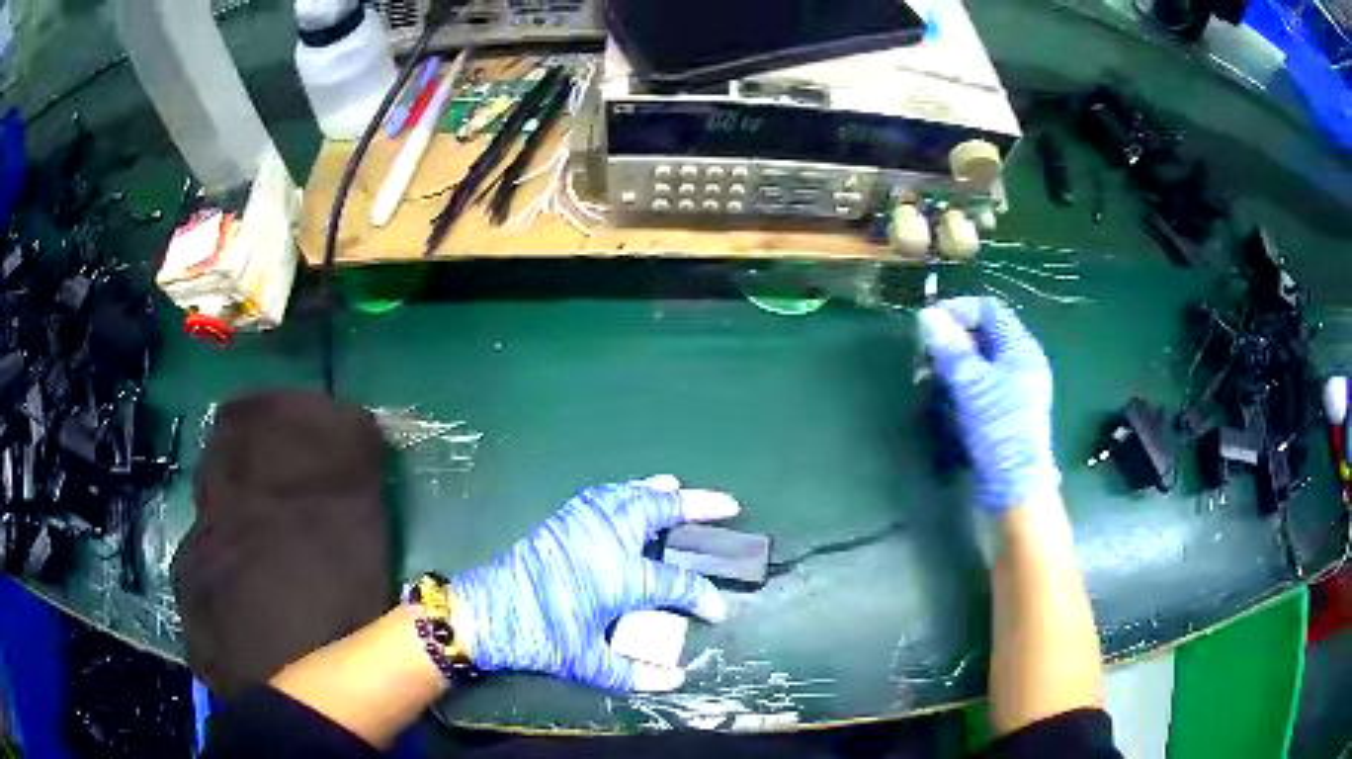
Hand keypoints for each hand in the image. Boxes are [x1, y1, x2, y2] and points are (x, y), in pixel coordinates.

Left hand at [451, 476, 737, 691]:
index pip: (677, 582)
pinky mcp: (563, 520)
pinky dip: (626, 490)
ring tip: (681, 489)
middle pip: (660, 513)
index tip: (718, 610)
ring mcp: (583, 524)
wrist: (487, 612)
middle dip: (698, 507)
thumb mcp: (588, 664)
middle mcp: (607, 541)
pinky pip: (603, 495)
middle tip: (727, 505)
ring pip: (631, 495)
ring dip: (661, 492)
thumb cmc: (539, 638)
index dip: (704, 596)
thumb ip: (635, 674)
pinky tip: (632, 492)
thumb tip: (675, 680)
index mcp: (620, 577)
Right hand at [918, 297, 1060, 511]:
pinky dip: (962, 383)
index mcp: (1021, 348)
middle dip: (952, 338)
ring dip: (953, 363)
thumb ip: (951, 348)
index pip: (990, 310)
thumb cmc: (999, 428)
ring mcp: (1015, 388)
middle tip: (924, 353)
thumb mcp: (972, 385)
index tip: (928, 321)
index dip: (959, 309)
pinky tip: (945, 397)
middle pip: (984, 334)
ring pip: (980, 361)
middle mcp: (1021, 362)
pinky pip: (982, 384)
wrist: (1015, 486)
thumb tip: (928, 315)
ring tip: (928, 376)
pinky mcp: (1006, 411)